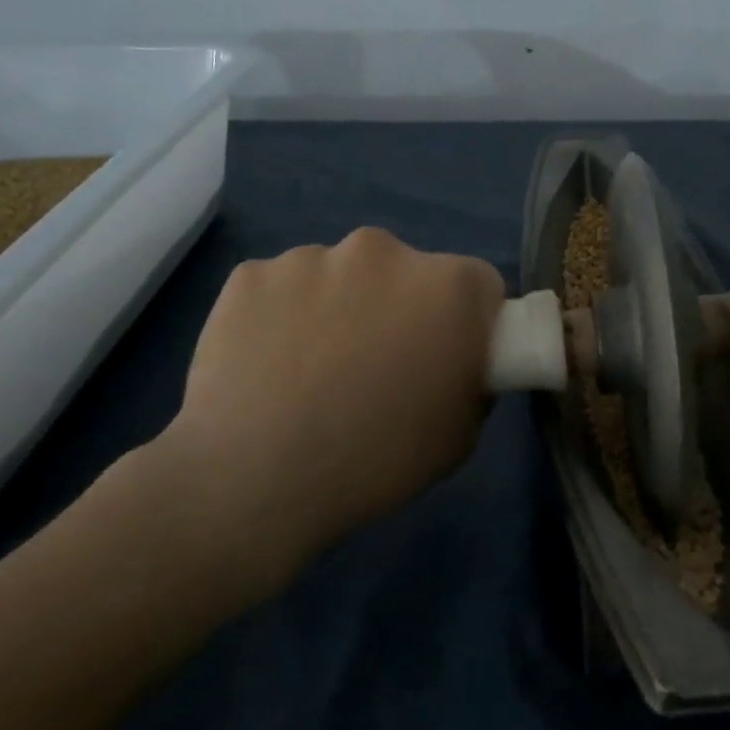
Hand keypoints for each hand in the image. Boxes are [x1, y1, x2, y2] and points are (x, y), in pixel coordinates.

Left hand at [151, 228, 504, 586]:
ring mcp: (310, 257)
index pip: (478, 285)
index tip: (448, 356)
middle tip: (377, 367)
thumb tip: (454, 364)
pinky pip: (282, 289)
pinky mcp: (250, 274)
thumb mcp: (460, 436)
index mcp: (447, 286)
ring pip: (340, 276)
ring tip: (312, 372)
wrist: (254, 479)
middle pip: (406, 272)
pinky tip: (268, 367)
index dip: (468, 321)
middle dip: (400, 308)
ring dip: (339, 308)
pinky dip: (281, 316)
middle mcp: (383, 250)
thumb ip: (471, 380)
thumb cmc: (375, 460)